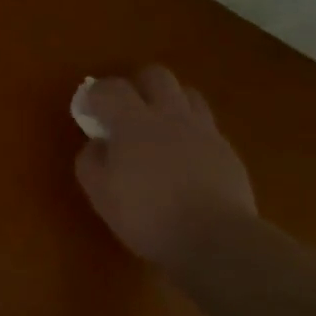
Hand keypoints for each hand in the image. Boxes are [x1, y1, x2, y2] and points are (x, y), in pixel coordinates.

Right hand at [73, 65, 256, 266]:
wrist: (215, 240)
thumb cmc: (147, 215)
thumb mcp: (100, 193)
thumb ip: (91, 161)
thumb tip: (98, 144)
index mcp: (133, 122)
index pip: (110, 88)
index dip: (94, 94)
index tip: (87, 110)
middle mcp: (170, 116)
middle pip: (156, 75)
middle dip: (138, 85)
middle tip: (127, 111)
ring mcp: (204, 131)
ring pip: (188, 94)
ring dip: (170, 103)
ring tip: (160, 128)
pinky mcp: (227, 151)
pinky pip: (206, 126)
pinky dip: (191, 132)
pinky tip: (184, 159)